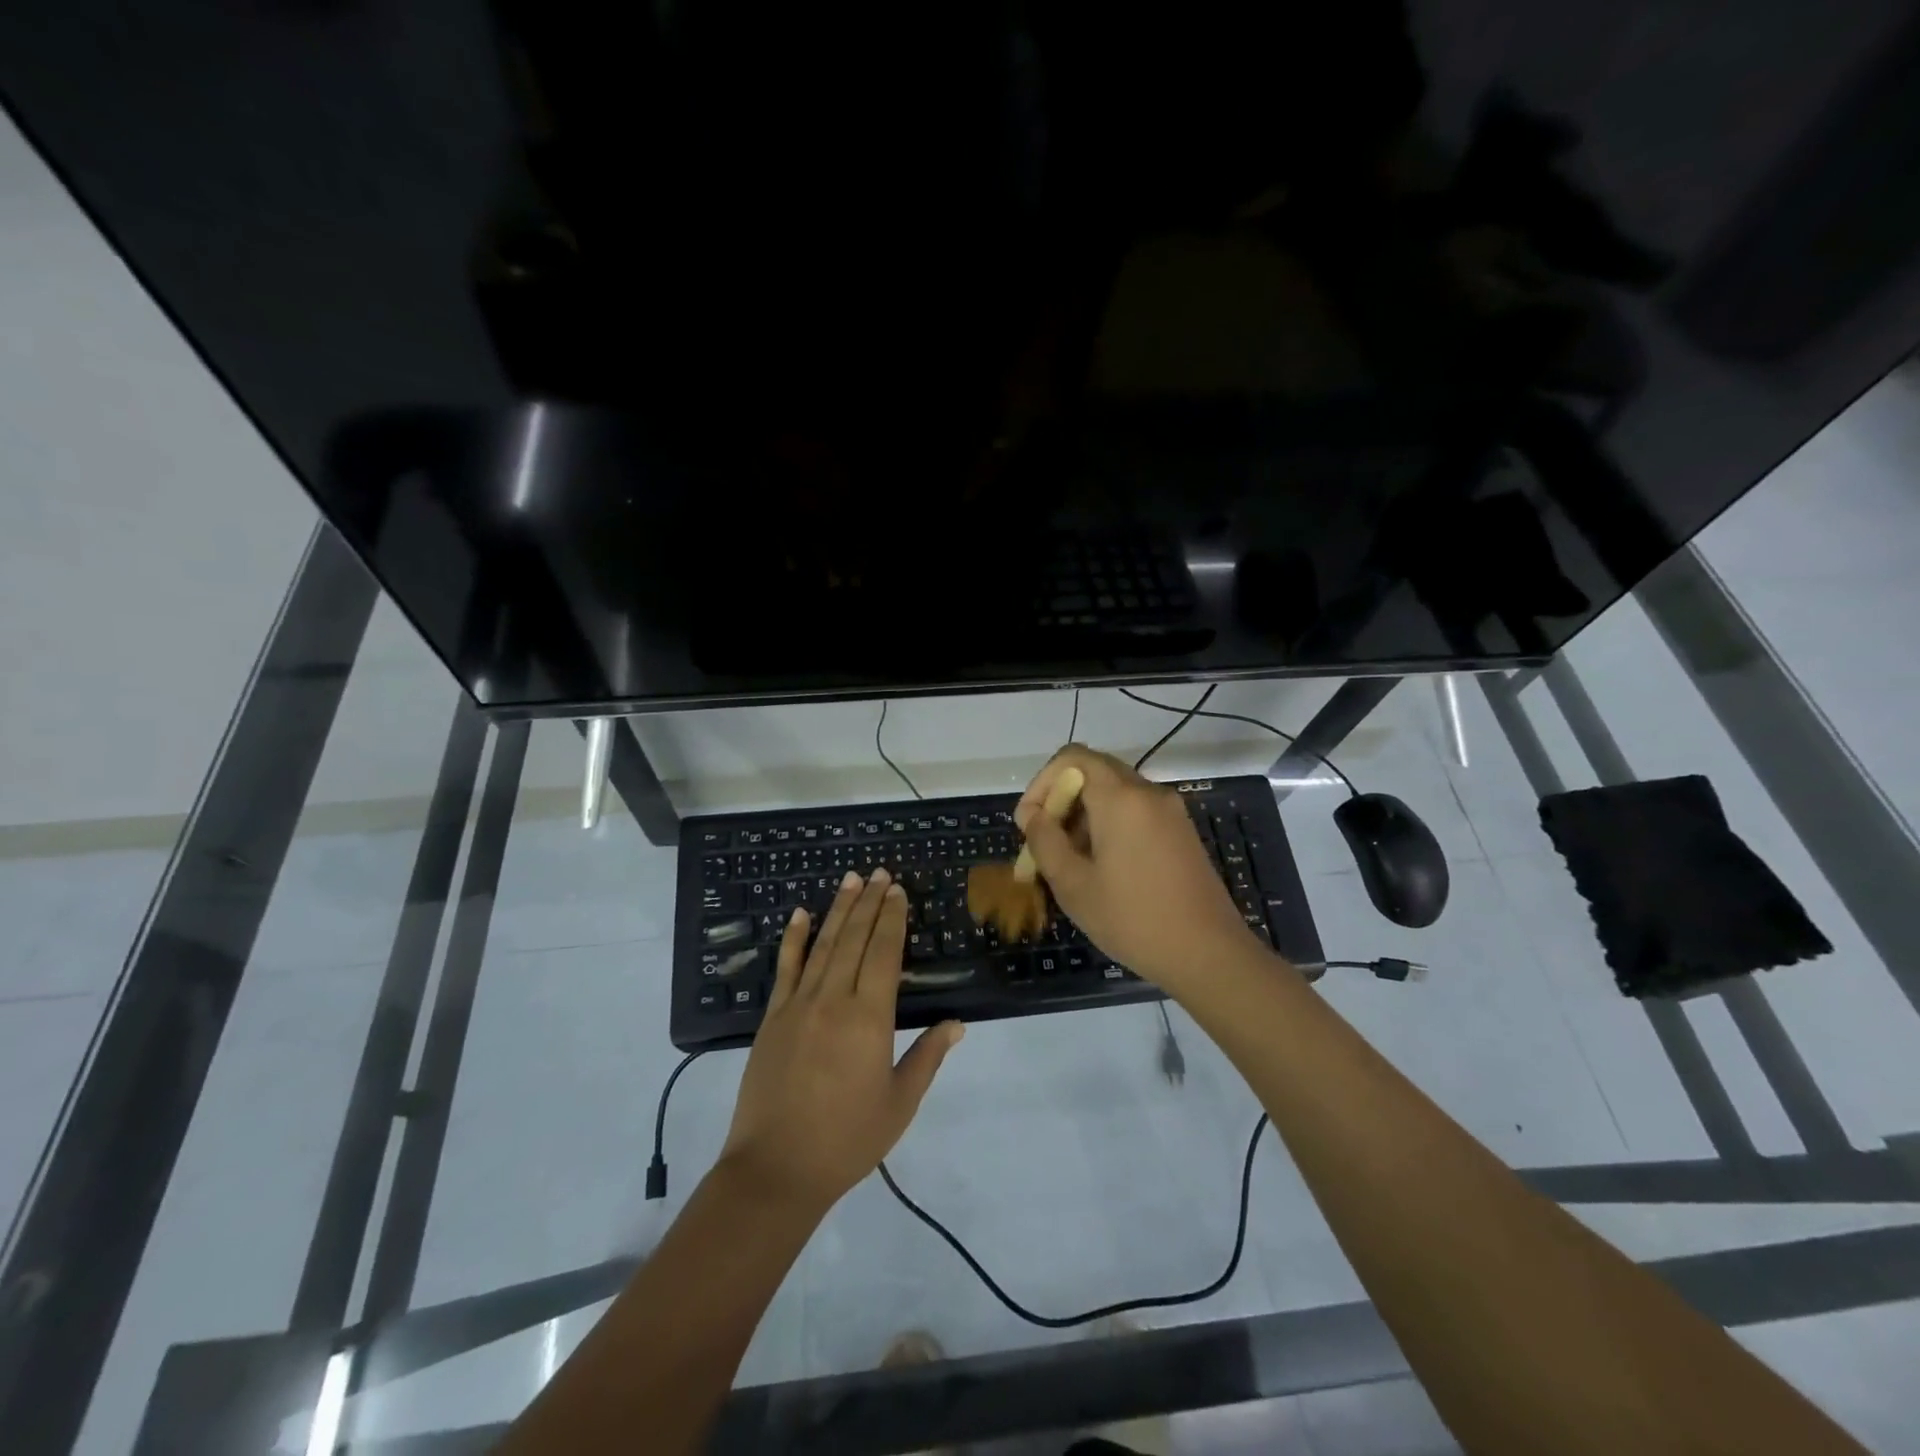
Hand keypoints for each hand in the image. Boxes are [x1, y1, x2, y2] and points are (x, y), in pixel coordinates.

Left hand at [720, 868, 963, 1215]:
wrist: (775, 1169)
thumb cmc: (847, 1140)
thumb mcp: (899, 1103)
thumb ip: (927, 1057)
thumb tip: (957, 1023)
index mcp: (869, 1018)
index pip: (883, 953)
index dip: (892, 919)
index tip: (898, 891)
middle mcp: (833, 1000)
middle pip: (854, 939)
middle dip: (869, 904)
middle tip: (879, 873)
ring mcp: (798, 1006)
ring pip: (822, 945)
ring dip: (838, 910)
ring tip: (851, 880)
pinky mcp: (772, 1018)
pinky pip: (785, 969)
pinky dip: (793, 939)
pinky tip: (800, 914)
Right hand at [1016, 745, 1264, 992]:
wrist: (1209, 955)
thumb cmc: (1133, 919)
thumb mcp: (1073, 885)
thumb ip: (1045, 841)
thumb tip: (1032, 815)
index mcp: (1121, 798)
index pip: (1072, 758)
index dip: (1042, 782)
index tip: (1030, 823)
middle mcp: (1148, 792)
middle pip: (1094, 771)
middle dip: (1062, 800)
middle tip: (1046, 842)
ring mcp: (1170, 811)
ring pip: (1115, 793)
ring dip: (1084, 814)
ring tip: (1070, 861)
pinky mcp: (1181, 831)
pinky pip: (1136, 811)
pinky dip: (1110, 824)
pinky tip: (1103, 867)